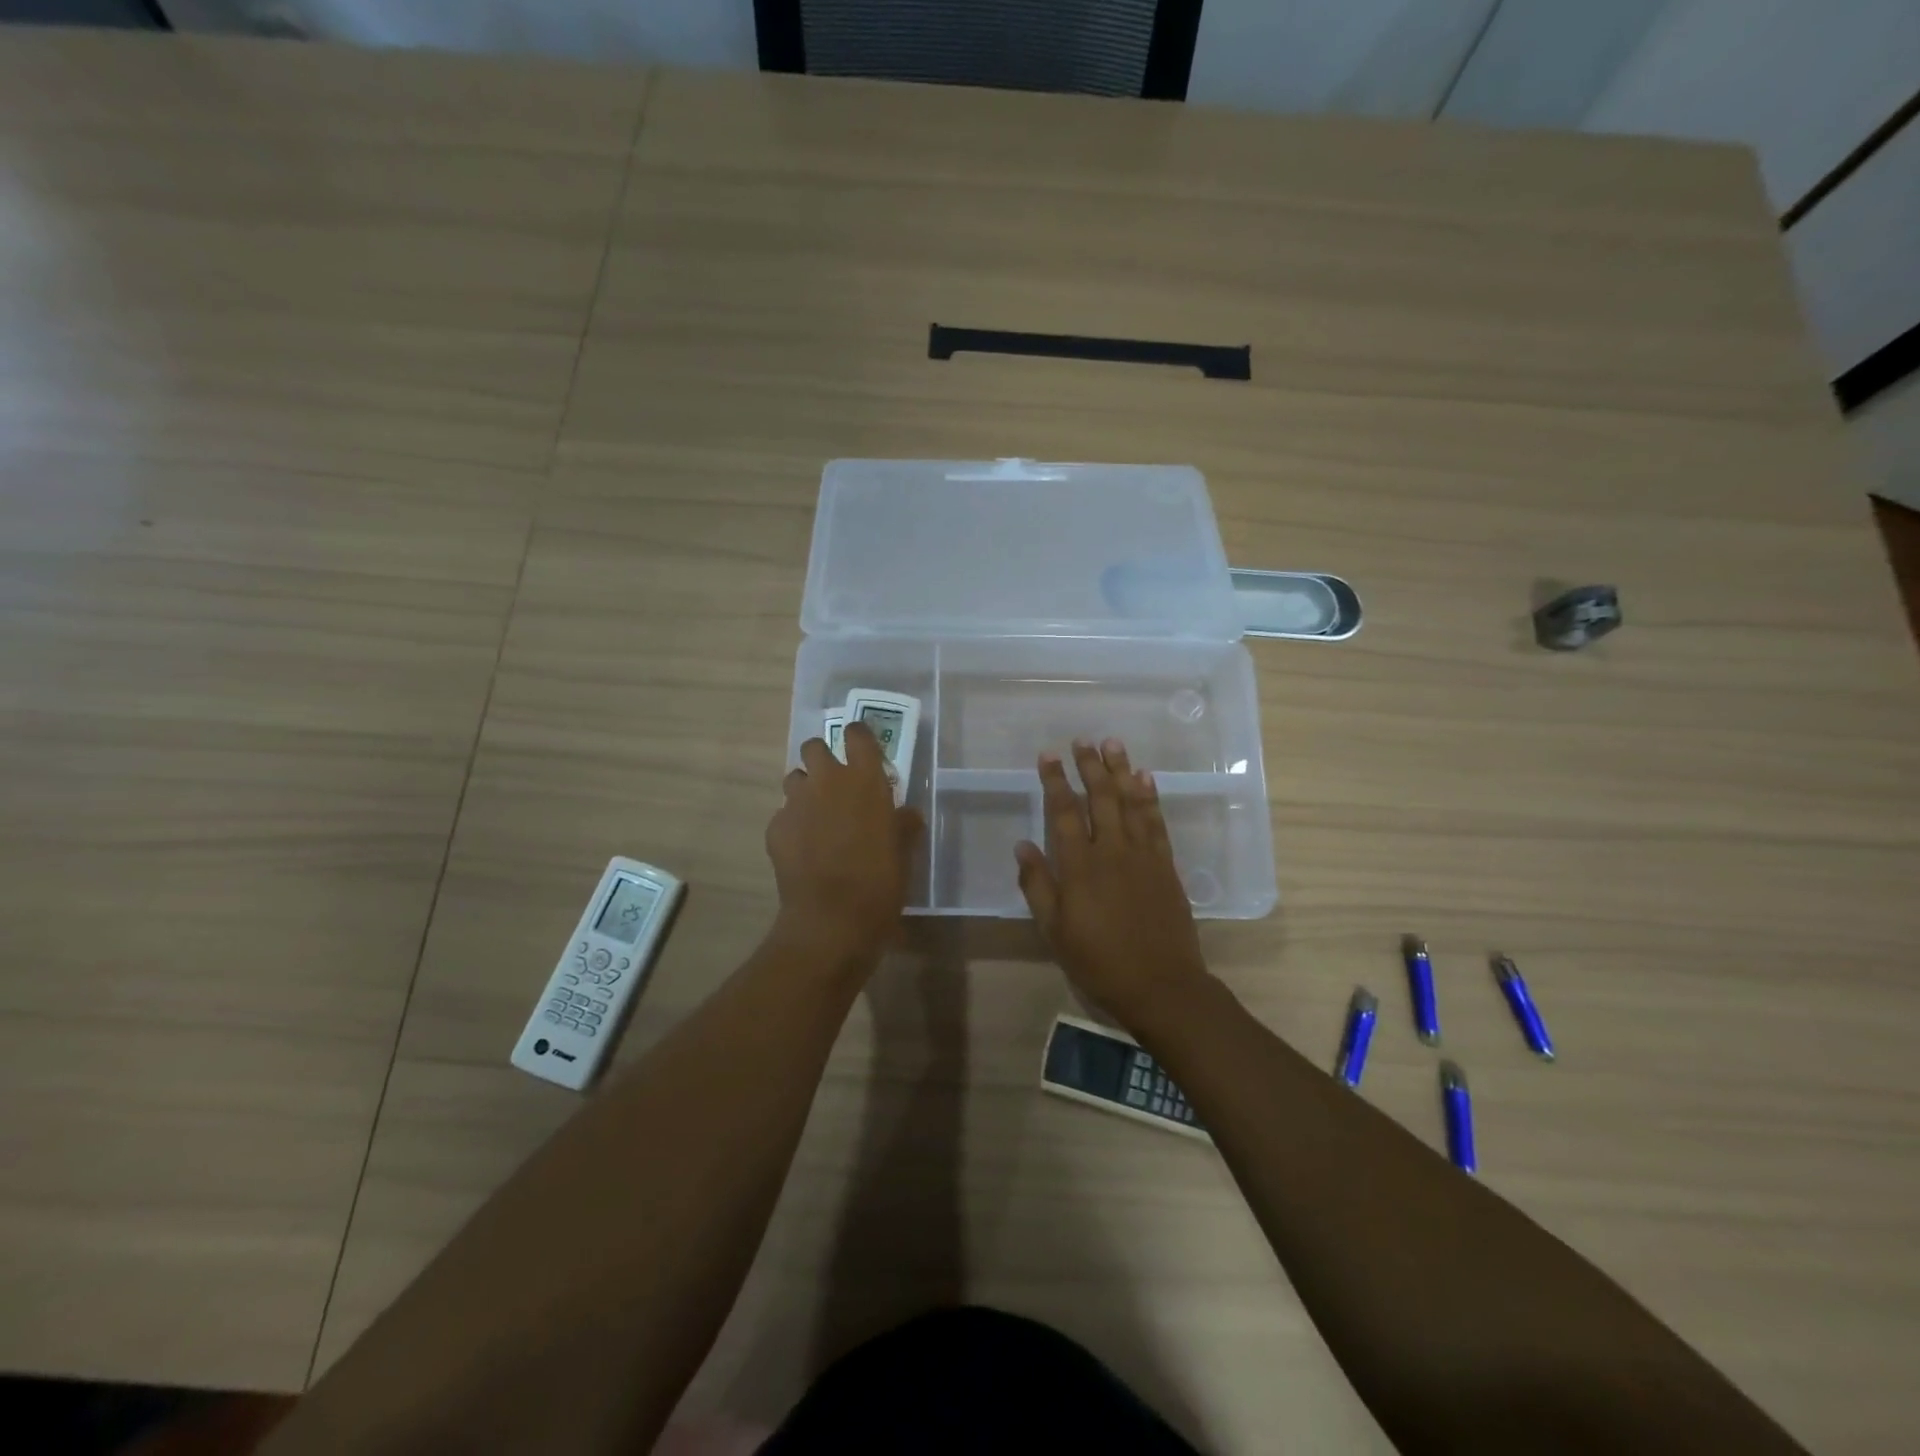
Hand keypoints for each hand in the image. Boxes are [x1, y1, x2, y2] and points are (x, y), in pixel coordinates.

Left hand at [767, 722, 923, 963]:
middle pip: (814, 746)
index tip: (862, 750)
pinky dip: (792, 824)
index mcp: (865, 779)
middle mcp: (827, 781)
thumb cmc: (880, 881)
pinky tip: (802, 848)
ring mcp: (797, 803)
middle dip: (822, 758)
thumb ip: (903, 824)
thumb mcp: (904, 851)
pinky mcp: (775, 828)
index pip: (857, 734)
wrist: (833, 918)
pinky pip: (782, 814)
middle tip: (834, 784)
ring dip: (804, 789)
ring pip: (794, 778)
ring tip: (816, 816)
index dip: (858, 737)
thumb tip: (906, 814)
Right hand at [1015, 738, 1208, 1026]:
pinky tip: (1146, 779)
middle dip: (1090, 766)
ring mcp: (1143, 855)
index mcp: (1080, 866)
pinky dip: (1150, 797)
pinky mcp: (1165, 865)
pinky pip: (1156, 822)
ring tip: (1114, 743)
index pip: (1064, 812)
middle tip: (1083, 739)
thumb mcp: (1054, 930)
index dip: (1055, 781)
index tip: (1048, 755)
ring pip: (1130, 802)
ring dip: (1121, 770)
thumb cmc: (1098, 961)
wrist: (1161, 985)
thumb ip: (1037, 885)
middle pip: (1100, 798)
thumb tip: (1022, 844)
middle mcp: (1112, 851)